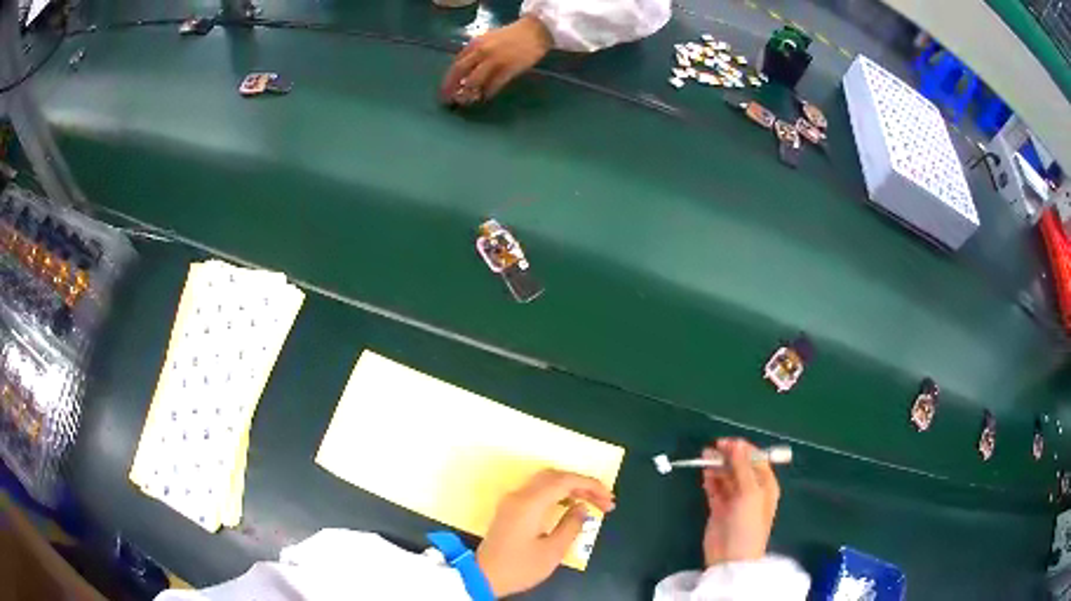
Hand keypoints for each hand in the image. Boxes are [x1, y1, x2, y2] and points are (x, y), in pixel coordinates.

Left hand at [440, 15, 552, 104]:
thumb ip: (475, 52)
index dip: (449, 79)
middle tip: (449, 100)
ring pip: (474, 80)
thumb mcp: (488, 39)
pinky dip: (488, 92)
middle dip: (451, 87)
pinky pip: (493, 84)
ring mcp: (494, 60)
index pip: (456, 63)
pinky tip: (486, 97)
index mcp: (475, 44)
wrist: (534, 31)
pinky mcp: (508, 68)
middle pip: (460, 71)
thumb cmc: (511, 36)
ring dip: (469, 93)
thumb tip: (465, 70)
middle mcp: (481, 51)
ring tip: (468, 101)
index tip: (446, 90)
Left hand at [477, 469, 615, 596]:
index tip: (609, 499)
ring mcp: (512, 500)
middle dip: (583, 484)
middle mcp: (519, 495)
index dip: (591, 485)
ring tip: (591, 503)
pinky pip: (537, 490)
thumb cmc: (519, 567)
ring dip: (570, 487)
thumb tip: (582, 509)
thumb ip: (571, 526)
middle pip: (555, 476)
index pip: (565, 481)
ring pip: (546, 481)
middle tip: (604, 501)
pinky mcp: (510, 508)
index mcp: (530, 503)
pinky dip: (557, 493)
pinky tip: (570, 506)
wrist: (483, 576)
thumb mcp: (552, 551)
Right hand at [701, 438, 780, 566]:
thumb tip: (735, 444)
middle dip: (727, 456)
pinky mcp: (719, 509)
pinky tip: (704, 472)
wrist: (731, 559)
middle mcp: (751, 490)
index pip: (755, 459)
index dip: (741, 449)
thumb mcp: (749, 493)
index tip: (724, 442)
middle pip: (739, 466)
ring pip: (726, 476)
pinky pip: (715, 489)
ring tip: (703, 457)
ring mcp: (734, 500)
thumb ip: (742, 468)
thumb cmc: (747, 524)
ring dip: (717, 466)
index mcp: (766, 484)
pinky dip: (710, 480)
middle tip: (710, 449)